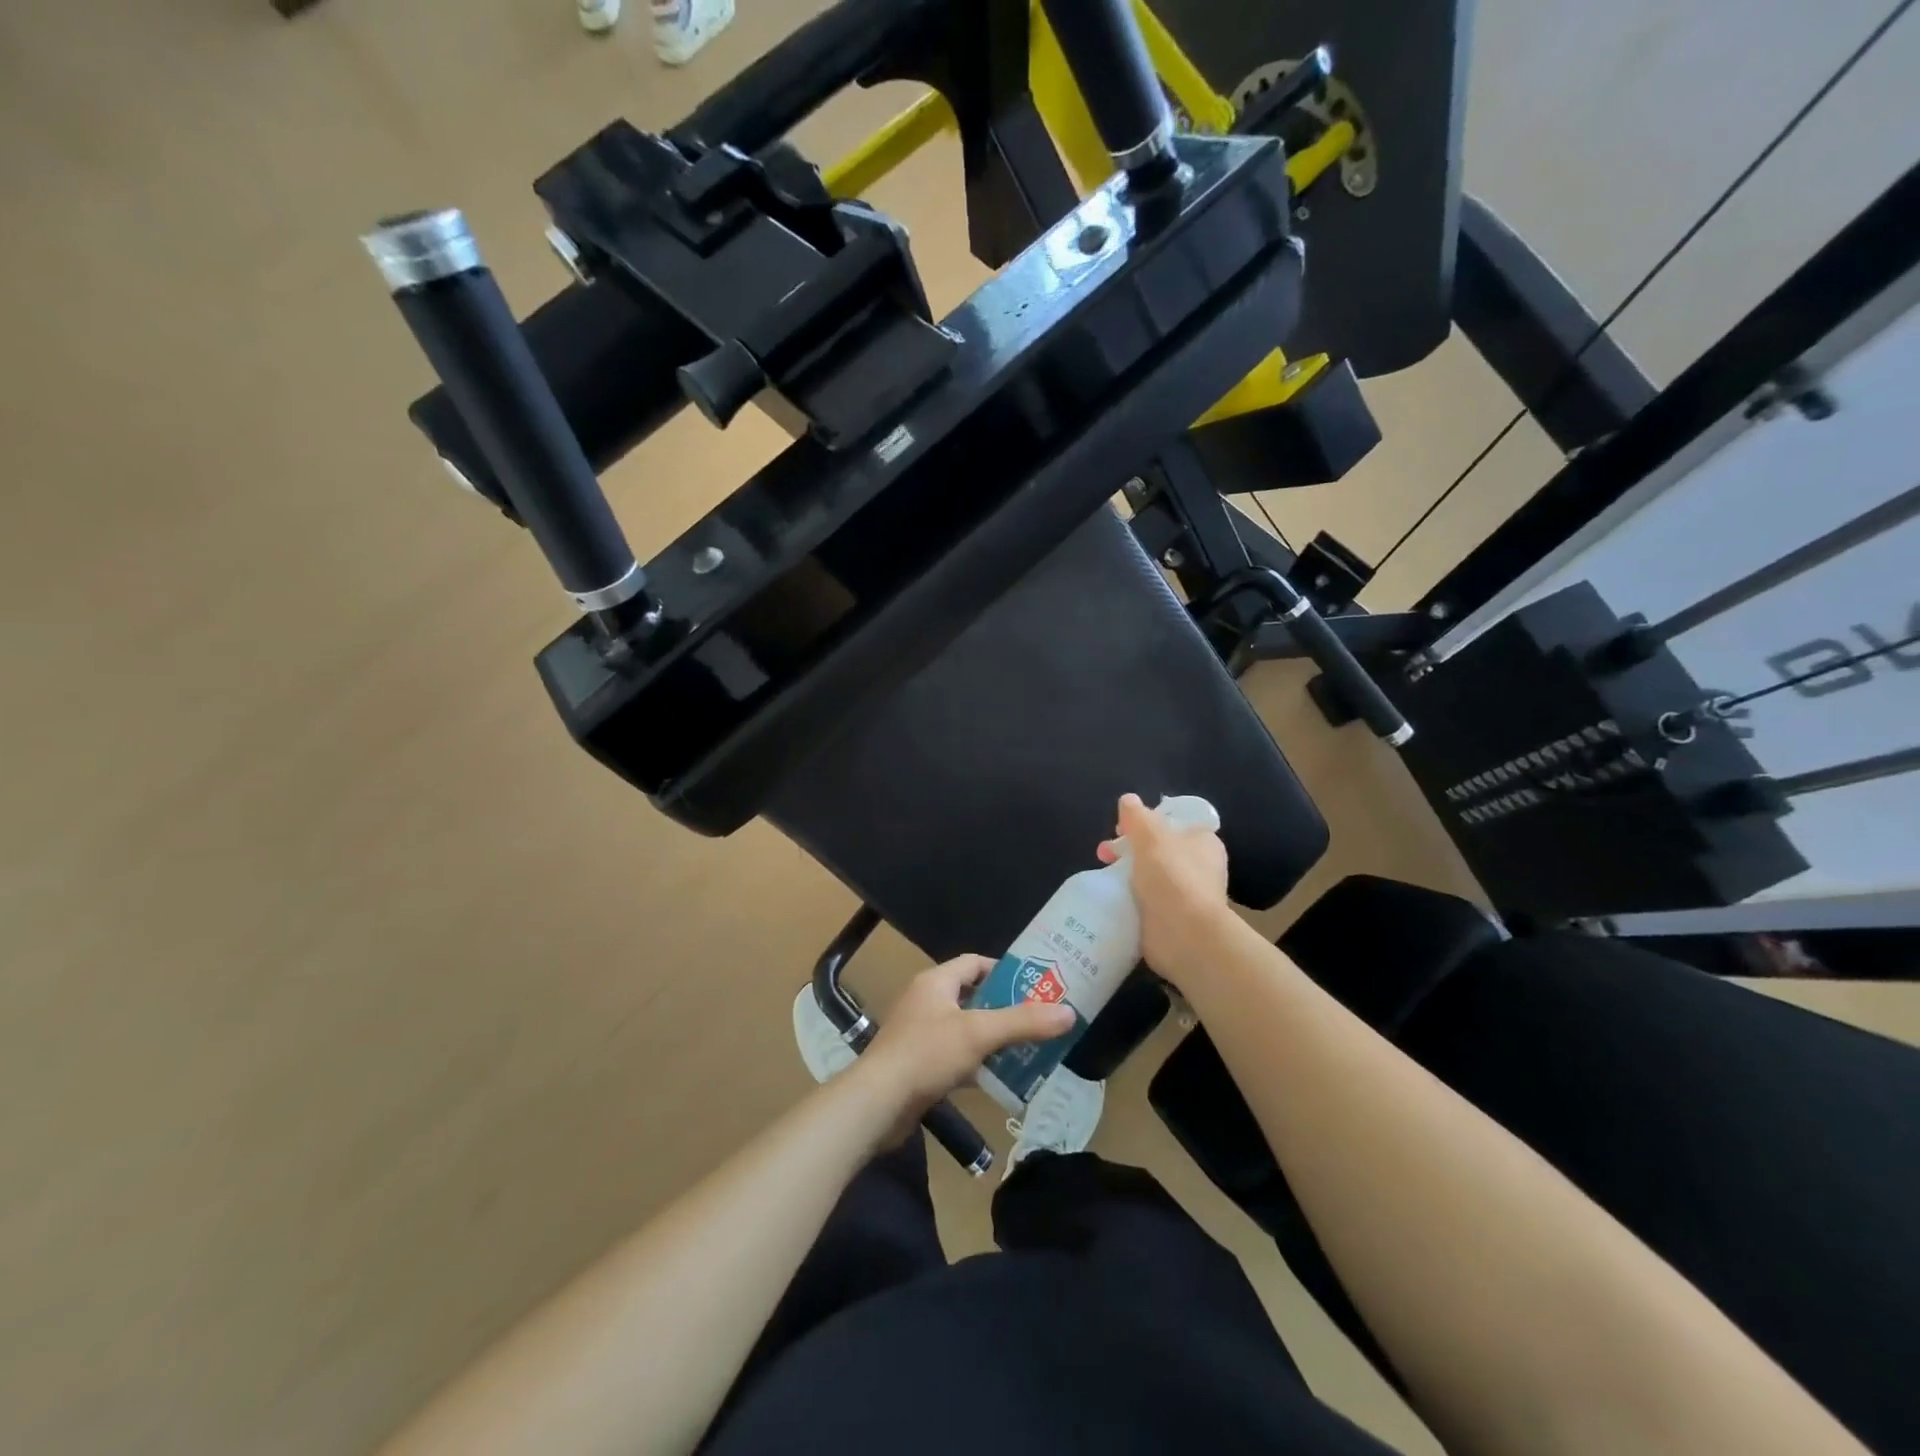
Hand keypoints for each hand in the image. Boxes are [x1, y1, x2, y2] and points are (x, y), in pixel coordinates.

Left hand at [856, 955, 1075, 1127]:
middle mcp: (926, 1001)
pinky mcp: (918, 1064)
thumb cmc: (927, 1054)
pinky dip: (976, 1063)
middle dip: (1004, 1008)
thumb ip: (1023, 1022)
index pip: (974, 963)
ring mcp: (919, 1033)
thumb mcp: (979, 1033)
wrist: (878, 1103)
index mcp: (936, 982)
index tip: (1034, 985)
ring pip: (965, 1029)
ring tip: (1026, 1049)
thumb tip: (1069, 1013)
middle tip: (1037, 1019)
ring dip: (992, 1038)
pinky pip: (954, 1056)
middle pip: (972, 996)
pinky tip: (998, 1078)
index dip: (1004, 970)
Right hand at [1097, 792, 1231, 980]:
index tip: (1123, 827)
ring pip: (1150, 875)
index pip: (1174, 823)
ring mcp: (1186, 895)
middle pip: (1158, 849)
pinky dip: (1130, 897)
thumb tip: (1128, 800)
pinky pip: (1146, 900)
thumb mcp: (1151, 836)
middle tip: (1105, 852)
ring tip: (1103, 875)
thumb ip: (1137, 816)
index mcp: (1203, 842)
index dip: (1147, 821)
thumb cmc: (1173, 877)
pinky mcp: (1172, 918)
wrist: (1184, 936)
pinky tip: (1111, 897)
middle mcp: (1199, 867)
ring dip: (1126, 873)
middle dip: (1129, 848)